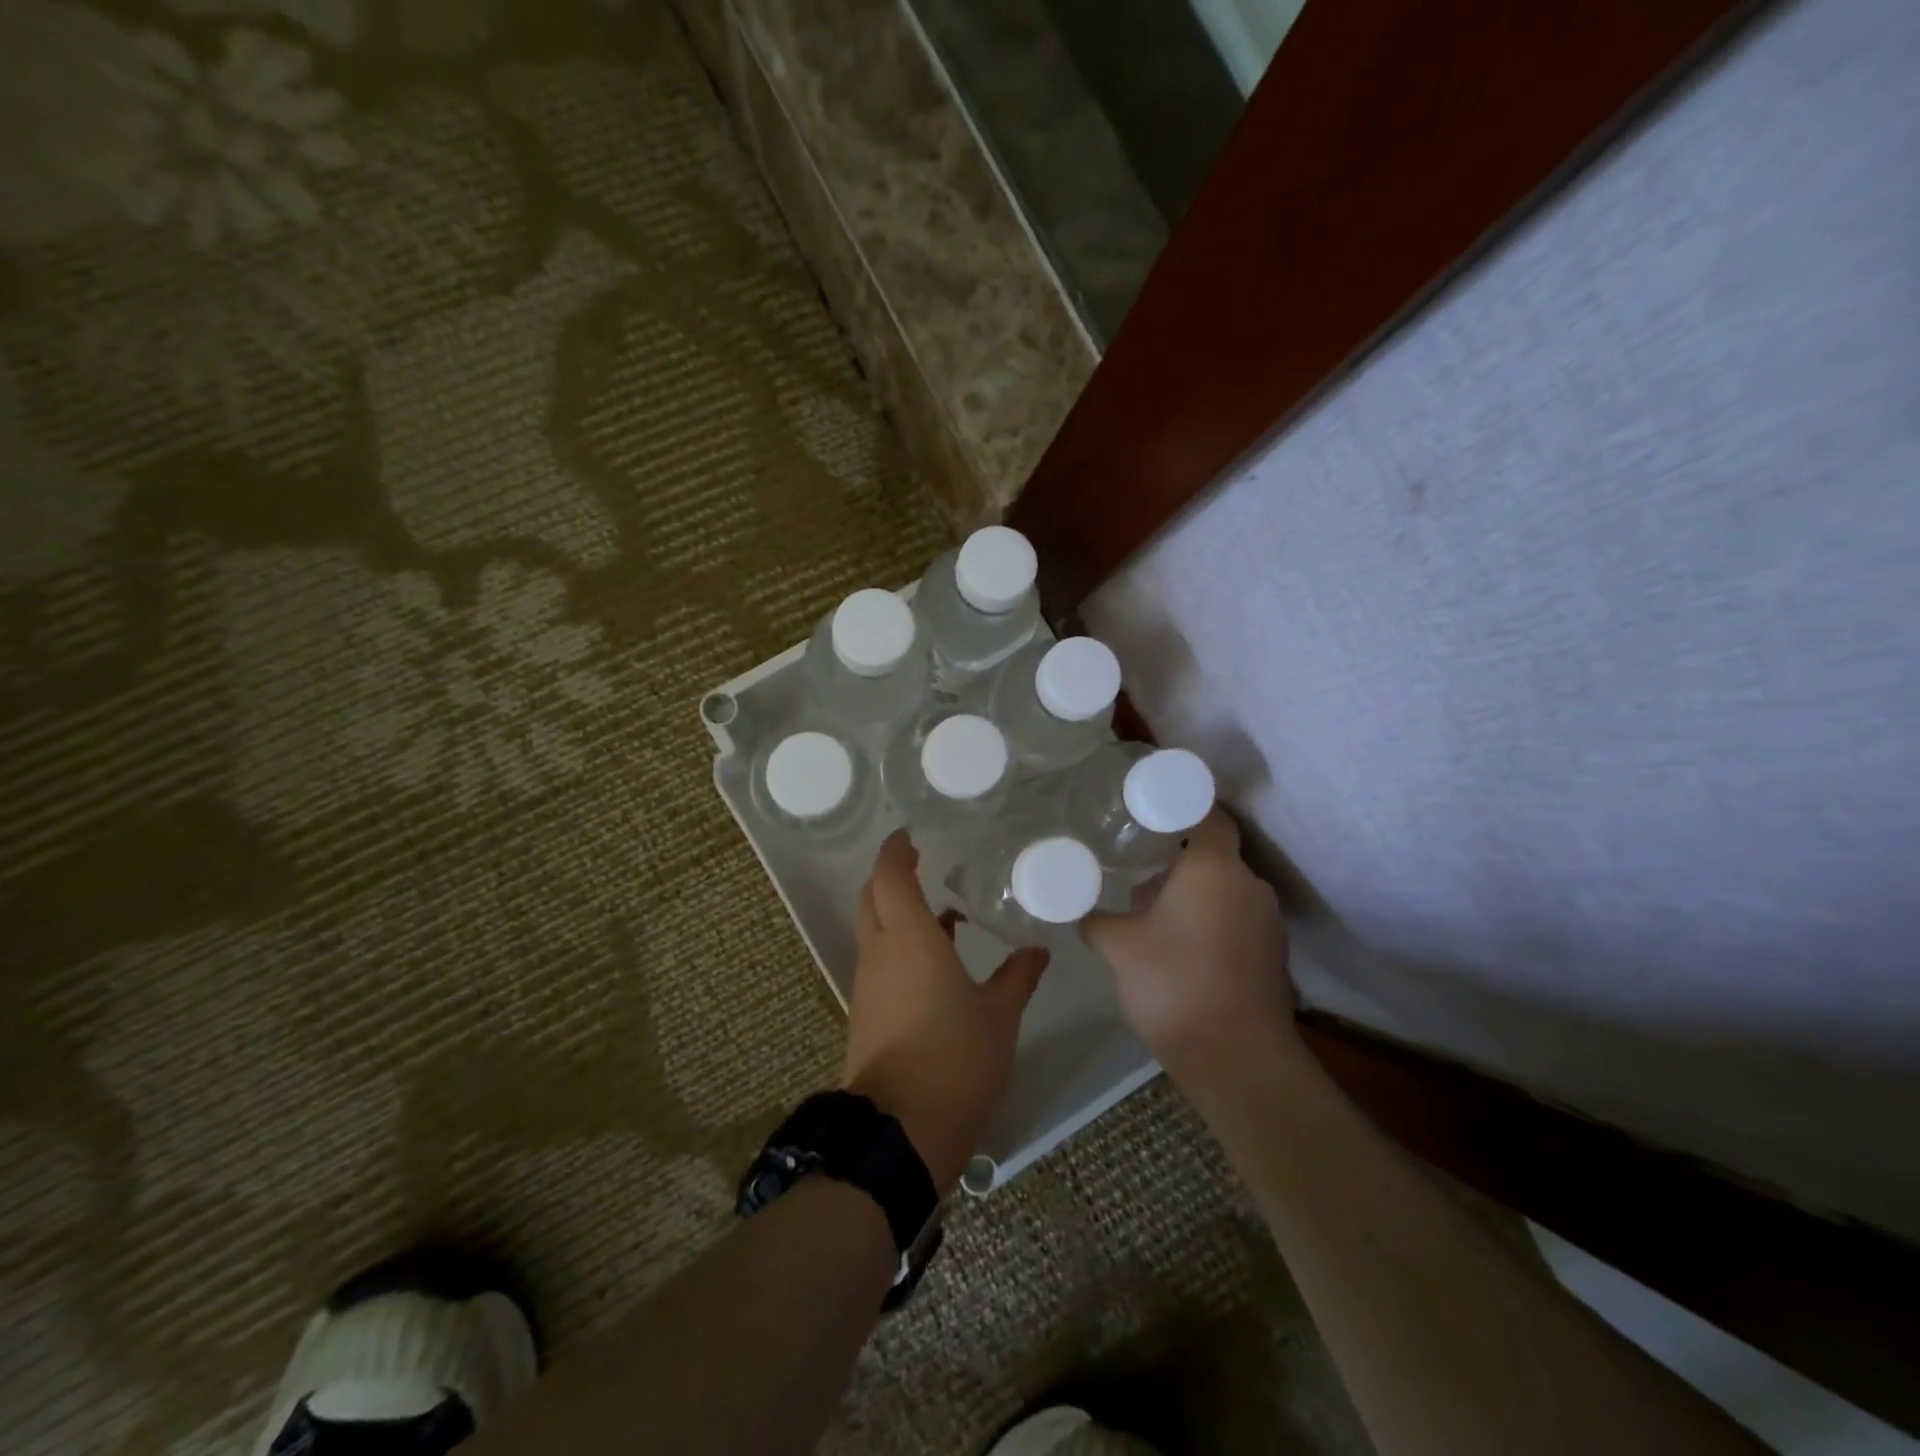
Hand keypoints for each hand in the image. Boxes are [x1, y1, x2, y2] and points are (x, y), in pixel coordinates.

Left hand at [843, 830, 1049, 1194]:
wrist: (902, 1131)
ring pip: (874, 928)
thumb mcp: (999, 1015)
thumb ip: (1018, 976)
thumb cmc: (955, 1059)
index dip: (896, 850)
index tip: (911, 834)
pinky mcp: (866, 1011)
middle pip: (872, 896)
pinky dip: (901, 944)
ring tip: (944, 912)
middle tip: (924, 863)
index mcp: (909, 939)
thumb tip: (1038, 950)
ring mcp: (868, 983)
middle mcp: (880, 952)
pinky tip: (938, 960)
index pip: (889, 876)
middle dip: (891, 875)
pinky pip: (880, 959)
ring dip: (899, 912)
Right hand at [1084, 809, 1297, 1070]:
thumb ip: (1097, 919)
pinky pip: (1237, 920)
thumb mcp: (1118, 947)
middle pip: (1216, 855)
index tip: (1152, 811)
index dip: (1184, 807)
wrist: (1236, 1059)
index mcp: (1215, 868)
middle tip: (1139, 862)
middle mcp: (1249, 886)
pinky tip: (1179, 946)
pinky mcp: (1272, 957)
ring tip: (1152, 908)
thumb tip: (1082, 909)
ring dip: (1195, 893)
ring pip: (1226, 890)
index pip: (1210, 815)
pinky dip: (1211, 921)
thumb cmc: (1173, 984)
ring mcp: (1267, 923)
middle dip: (1179, 858)